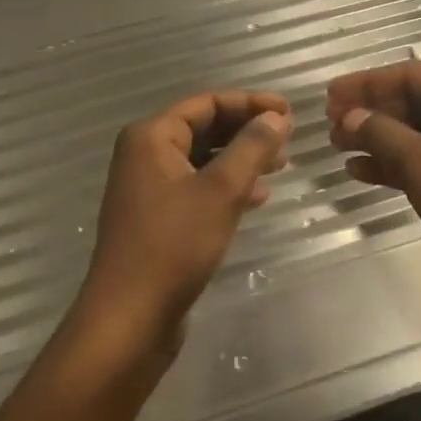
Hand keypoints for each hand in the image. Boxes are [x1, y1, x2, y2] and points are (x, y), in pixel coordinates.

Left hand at [76, 90, 290, 351]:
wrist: (131, 317)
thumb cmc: (174, 245)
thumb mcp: (221, 190)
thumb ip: (252, 147)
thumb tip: (276, 117)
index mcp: (152, 137)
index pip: (207, 103)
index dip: (250, 103)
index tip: (290, 112)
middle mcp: (146, 155)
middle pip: (204, 128)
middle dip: (247, 130)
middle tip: (288, 139)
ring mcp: (149, 188)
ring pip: (204, 159)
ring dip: (241, 158)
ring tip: (280, 166)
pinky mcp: (158, 218)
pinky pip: (198, 186)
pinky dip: (227, 185)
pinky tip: (257, 198)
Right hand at [327, 63, 420, 317]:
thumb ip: (384, 135)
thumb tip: (350, 115)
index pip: (413, 75)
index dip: (369, 83)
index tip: (330, 95)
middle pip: (416, 102)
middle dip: (372, 111)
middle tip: (330, 124)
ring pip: (418, 134)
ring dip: (379, 139)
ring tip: (337, 147)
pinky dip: (396, 165)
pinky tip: (361, 173)